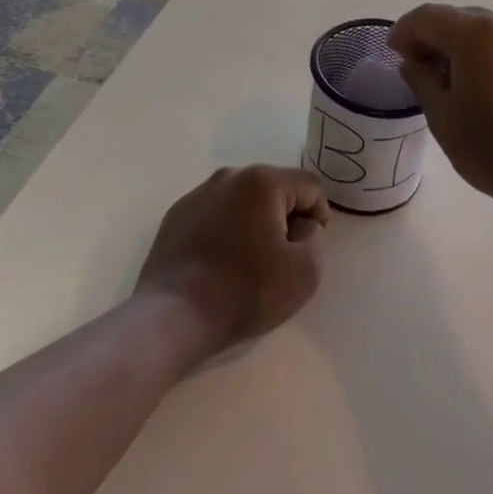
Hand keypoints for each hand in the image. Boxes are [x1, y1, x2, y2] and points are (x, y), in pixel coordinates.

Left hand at [134, 165, 328, 359]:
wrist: (173, 317)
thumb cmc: (245, 292)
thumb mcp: (305, 272)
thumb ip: (316, 238)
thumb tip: (302, 226)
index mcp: (263, 181)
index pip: (309, 186)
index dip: (319, 217)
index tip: (308, 250)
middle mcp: (230, 176)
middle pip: (275, 189)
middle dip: (286, 218)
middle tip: (282, 258)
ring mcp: (198, 193)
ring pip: (244, 201)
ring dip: (255, 223)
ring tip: (249, 263)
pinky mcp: (176, 215)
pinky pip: (216, 214)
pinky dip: (226, 231)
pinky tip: (219, 264)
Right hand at [390, 5, 492, 218]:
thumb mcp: (442, 116)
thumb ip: (421, 79)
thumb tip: (414, 62)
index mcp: (477, 32)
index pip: (428, 17)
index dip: (404, 31)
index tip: (392, 52)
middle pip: (458, 18)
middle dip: (433, 37)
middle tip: (417, 67)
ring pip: (485, 29)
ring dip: (461, 45)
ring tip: (449, 79)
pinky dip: (487, 53)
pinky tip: (482, 84)